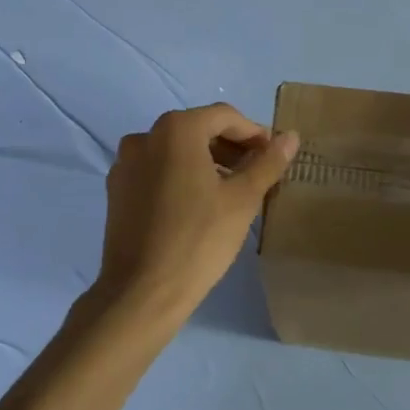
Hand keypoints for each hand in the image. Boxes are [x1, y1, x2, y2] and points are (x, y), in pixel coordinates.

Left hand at [84, 104, 298, 339]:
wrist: (142, 292)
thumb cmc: (199, 240)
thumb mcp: (243, 199)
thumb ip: (268, 162)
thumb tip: (291, 136)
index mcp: (176, 130)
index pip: (225, 117)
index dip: (254, 134)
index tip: (273, 157)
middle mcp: (144, 137)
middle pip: (198, 130)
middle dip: (231, 147)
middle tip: (257, 174)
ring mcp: (125, 164)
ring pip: (176, 151)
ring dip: (207, 162)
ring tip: (232, 191)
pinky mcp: (117, 190)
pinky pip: (157, 170)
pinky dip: (181, 176)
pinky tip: (199, 205)